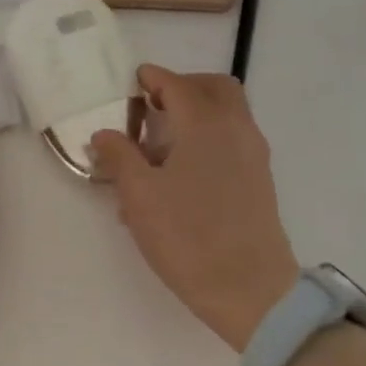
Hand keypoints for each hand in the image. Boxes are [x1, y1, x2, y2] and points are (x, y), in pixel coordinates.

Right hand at [91, 67, 298, 352]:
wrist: (249, 287)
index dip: (153, 79)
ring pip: (228, 114)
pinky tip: (182, 175)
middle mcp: (236, 129)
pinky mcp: (260, 180)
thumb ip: (120, 157)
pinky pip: (234, 141)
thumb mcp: (140, 196)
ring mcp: (254, 154)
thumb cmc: (188, 237)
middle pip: (214, 88)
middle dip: (183, 87)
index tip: (134, 81)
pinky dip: (209, 138)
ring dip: (198, 114)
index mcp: (206, 123)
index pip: (177, 84)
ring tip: (162, 146)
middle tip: (153, 107)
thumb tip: (104, 133)